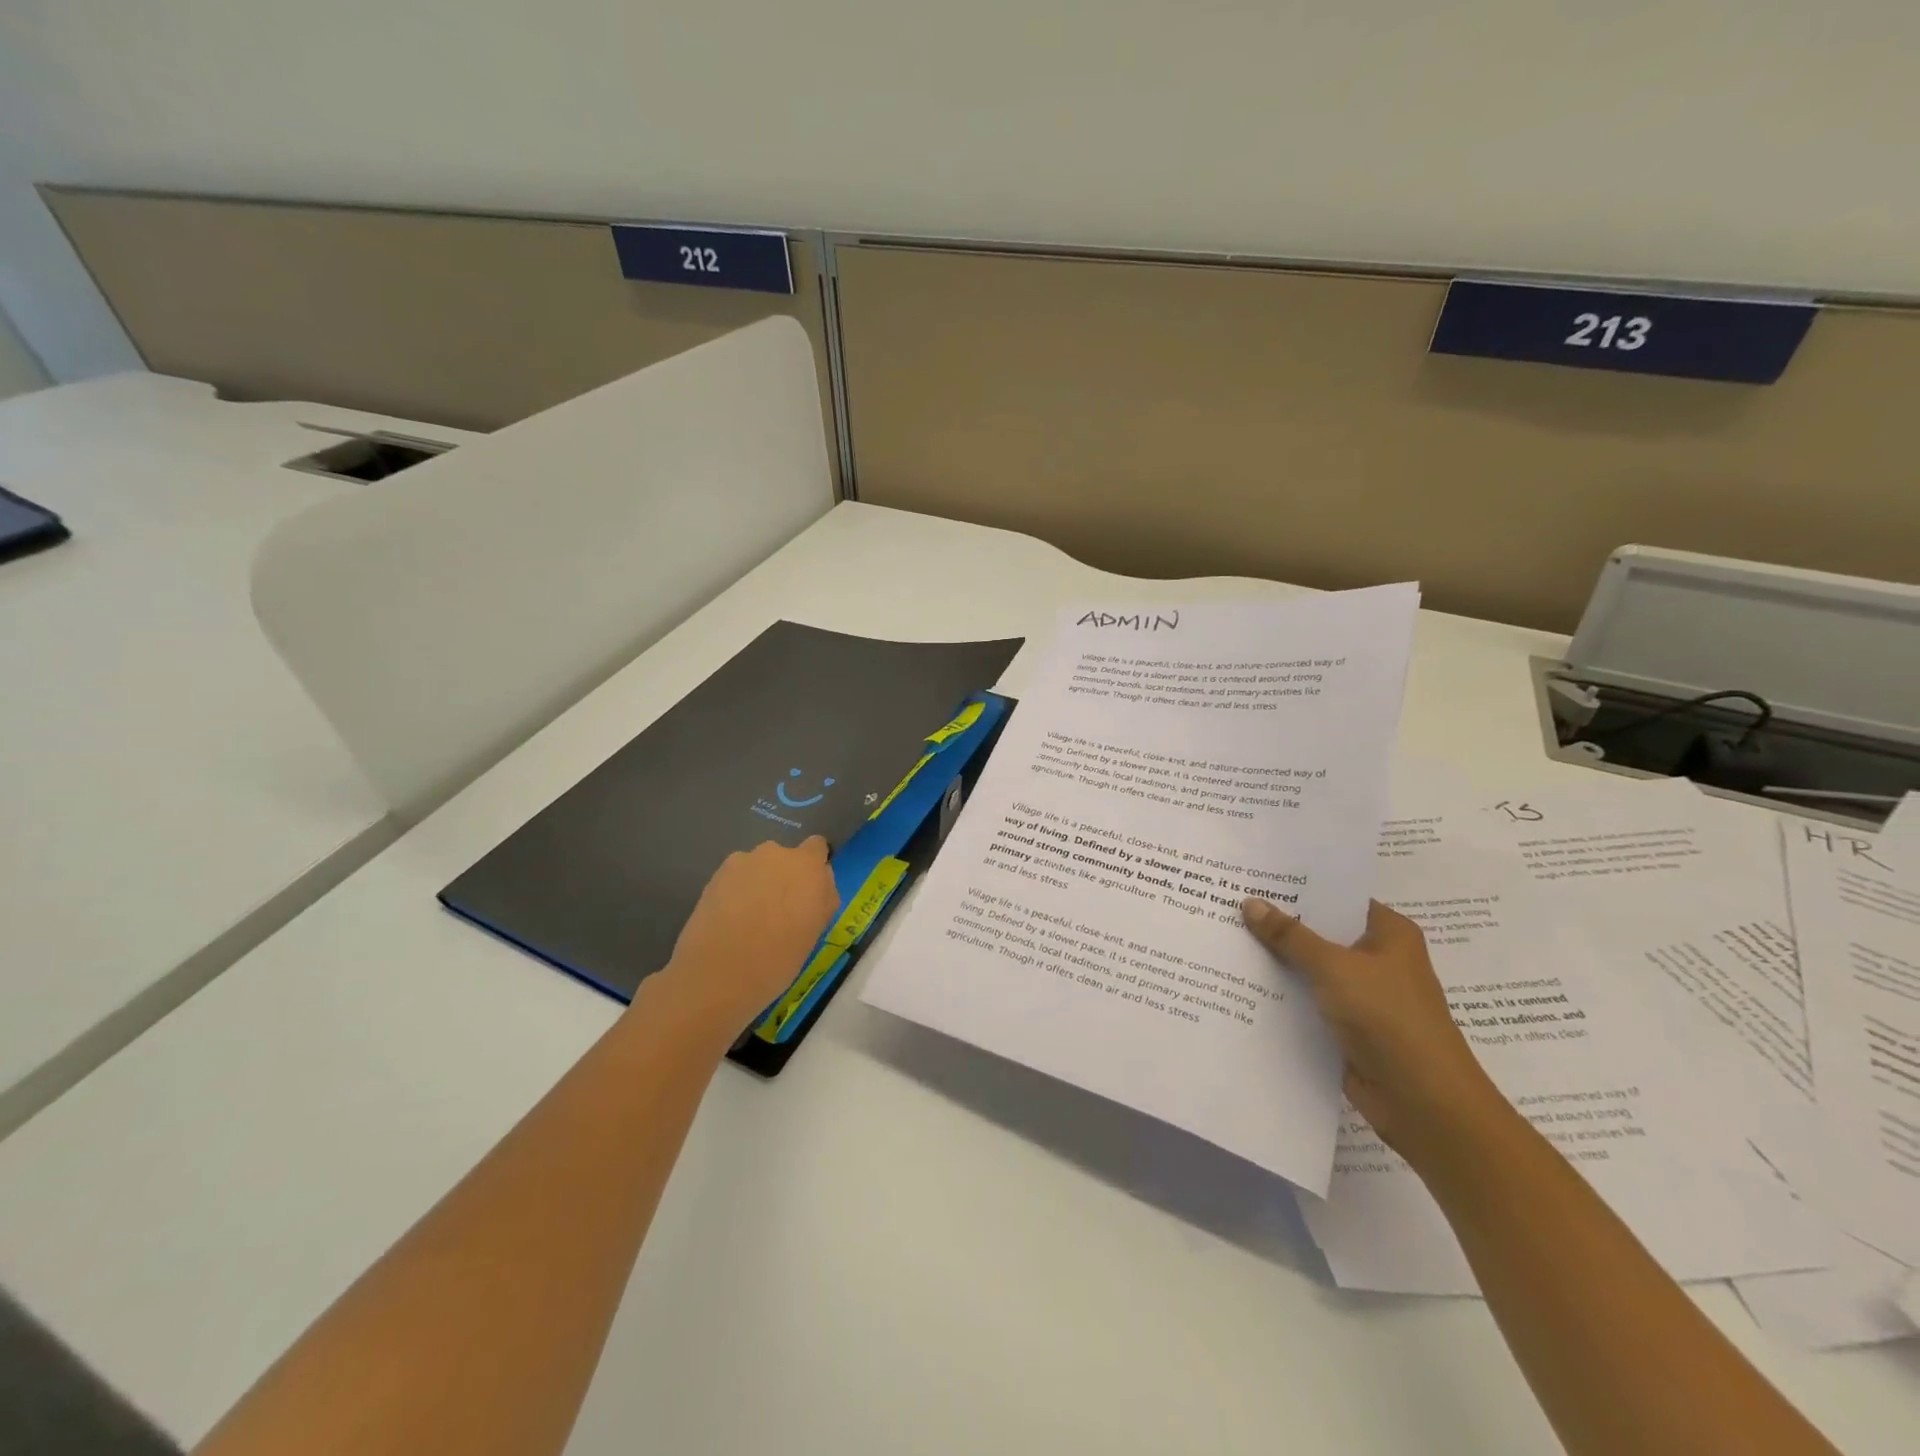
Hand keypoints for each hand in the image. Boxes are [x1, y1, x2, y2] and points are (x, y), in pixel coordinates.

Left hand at [650, 838, 840, 1041]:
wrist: (716, 975)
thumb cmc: (778, 960)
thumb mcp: (815, 932)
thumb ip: (822, 899)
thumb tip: (818, 885)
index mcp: (807, 866)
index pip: (817, 848)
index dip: (813, 868)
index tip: (808, 894)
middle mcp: (776, 854)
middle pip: (785, 858)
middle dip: (784, 878)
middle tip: (779, 913)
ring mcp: (742, 861)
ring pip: (758, 868)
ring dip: (759, 883)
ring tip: (749, 919)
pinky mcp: (715, 875)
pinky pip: (736, 878)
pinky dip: (736, 891)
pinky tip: (729, 921)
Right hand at [1242, 898, 1511, 1165]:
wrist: (1423, 1102)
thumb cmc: (1389, 1018)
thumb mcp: (1334, 967)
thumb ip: (1289, 936)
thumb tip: (1250, 902)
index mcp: (1389, 933)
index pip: (1338, 898)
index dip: (1299, 888)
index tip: (1255, 876)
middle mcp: (1378, 959)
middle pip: (1321, 933)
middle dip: (1280, 923)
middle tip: (1229, 902)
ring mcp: (1363, 995)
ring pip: (1311, 969)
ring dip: (1278, 961)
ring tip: (1226, 938)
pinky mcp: (1348, 1028)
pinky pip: (1308, 1001)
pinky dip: (1283, 994)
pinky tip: (1241, 983)